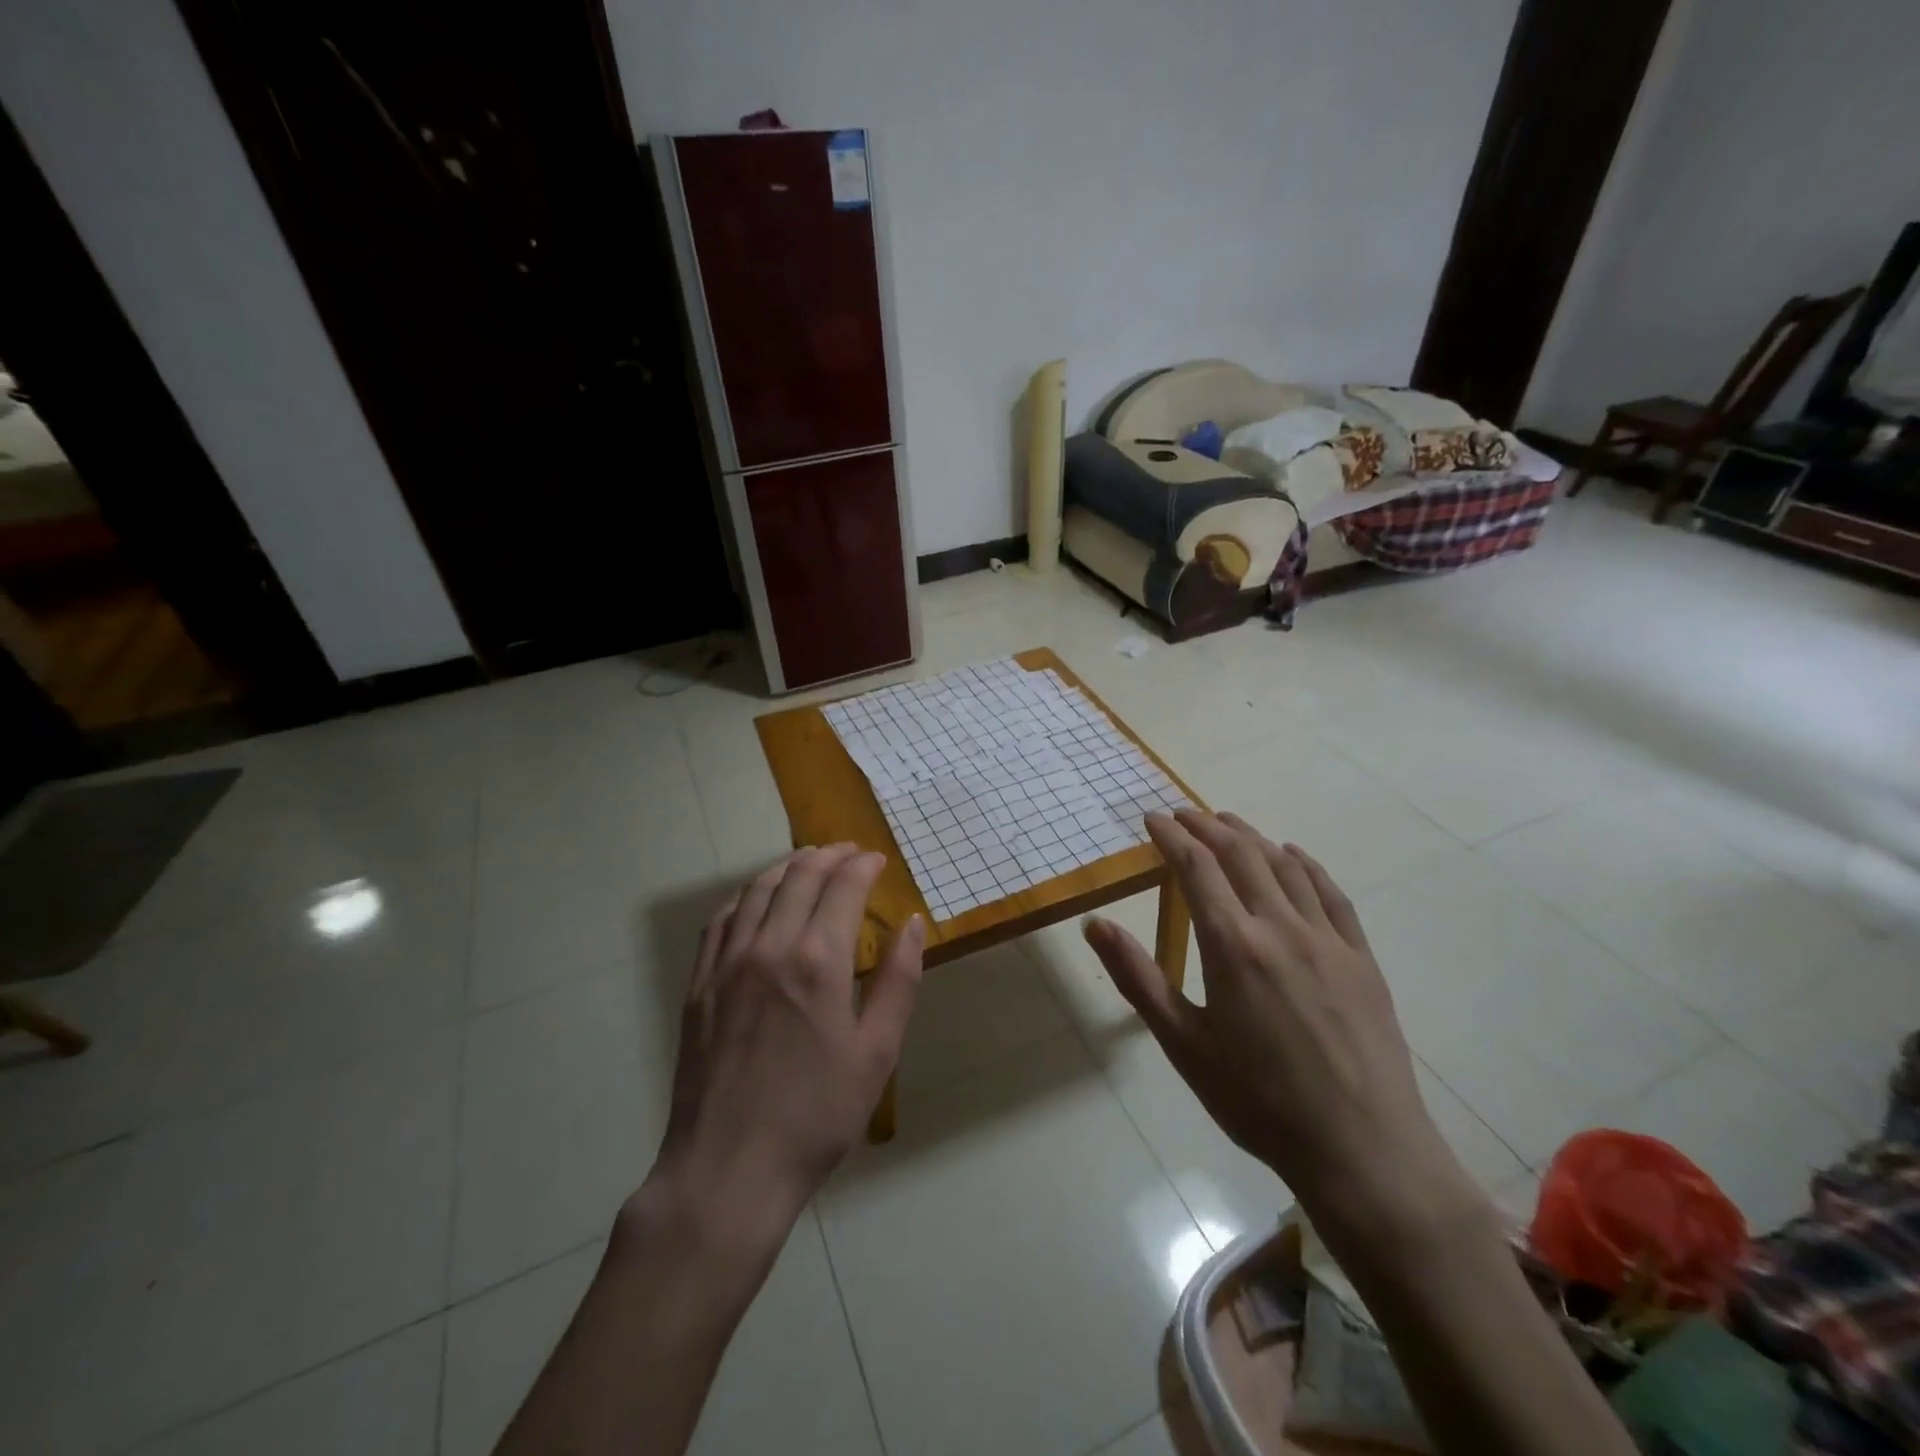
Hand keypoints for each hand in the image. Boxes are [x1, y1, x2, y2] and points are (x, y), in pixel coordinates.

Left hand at [639, 845, 924, 1235]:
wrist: (729, 1169)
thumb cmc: (816, 1115)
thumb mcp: (876, 1052)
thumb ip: (898, 981)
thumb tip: (912, 925)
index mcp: (817, 960)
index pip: (843, 887)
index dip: (863, 866)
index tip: (877, 860)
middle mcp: (769, 946)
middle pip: (799, 877)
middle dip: (828, 856)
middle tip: (848, 852)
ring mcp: (727, 963)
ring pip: (756, 891)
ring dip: (786, 868)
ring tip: (806, 862)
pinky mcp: (699, 985)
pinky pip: (720, 922)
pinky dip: (744, 898)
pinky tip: (754, 901)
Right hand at [1084, 810, 1466, 1223]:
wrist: (1360, 1151)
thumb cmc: (1258, 1101)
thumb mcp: (1184, 1044)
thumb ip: (1138, 977)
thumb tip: (1095, 923)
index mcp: (1233, 946)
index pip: (1196, 868)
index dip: (1171, 836)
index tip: (1152, 818)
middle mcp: (1280, 927)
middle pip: (1241, 855)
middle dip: (1207, 826)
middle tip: (1183, 814)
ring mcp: (1328, 940)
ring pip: (1285, 867)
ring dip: (1251, 837)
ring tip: (1227, 823)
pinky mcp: (1360, 958)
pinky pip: (1331, 894)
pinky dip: (1306, 865)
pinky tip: (1293, 857)